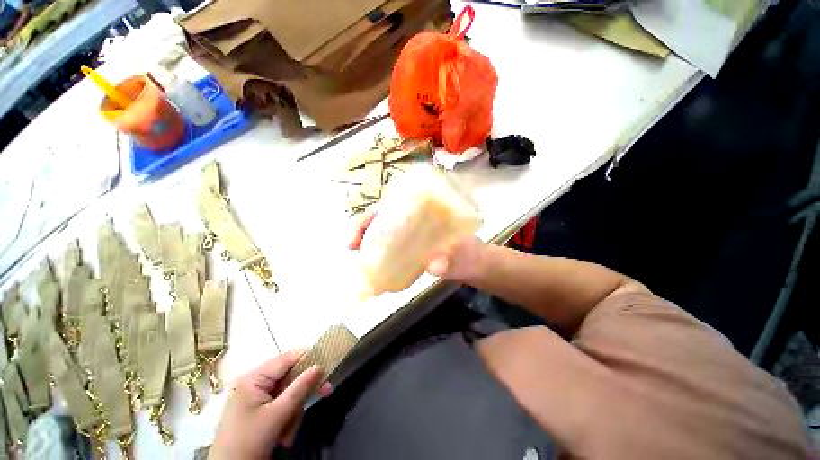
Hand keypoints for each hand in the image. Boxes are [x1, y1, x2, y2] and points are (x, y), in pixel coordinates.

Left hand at [210, 349, 331, 458]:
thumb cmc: (249, 441)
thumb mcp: (277, 414)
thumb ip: (300, 388)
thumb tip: (319, 365)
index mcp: (253, 378)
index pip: (287, 359)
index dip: (308, 358)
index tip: (328, 361)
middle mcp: (253, 383)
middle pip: (289, 377)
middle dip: (302, 392)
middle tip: (326, 391)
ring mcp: (254, 398)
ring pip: (287, 393)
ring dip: (293, 411)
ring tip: (288, 432)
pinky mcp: (257, 411)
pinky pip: (280, 405)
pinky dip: (286, 418)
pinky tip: (283, 435)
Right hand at [348, 210, 484, 282]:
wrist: (478, 266)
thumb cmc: (474, 255)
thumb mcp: (467, 256)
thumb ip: (454, 261)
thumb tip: (433, 266)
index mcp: (430, 211)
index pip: (396, 204)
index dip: (374, 214)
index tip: (359, 230)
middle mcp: (418, 218)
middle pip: (384, 217)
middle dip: (364, 227)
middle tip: (351, 245)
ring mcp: (414, 233)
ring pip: (385, 232)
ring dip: (369, 242)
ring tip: (358, 258)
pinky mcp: (413, 248)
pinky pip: (392, 248)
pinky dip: (381, 255)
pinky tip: (375, 268)